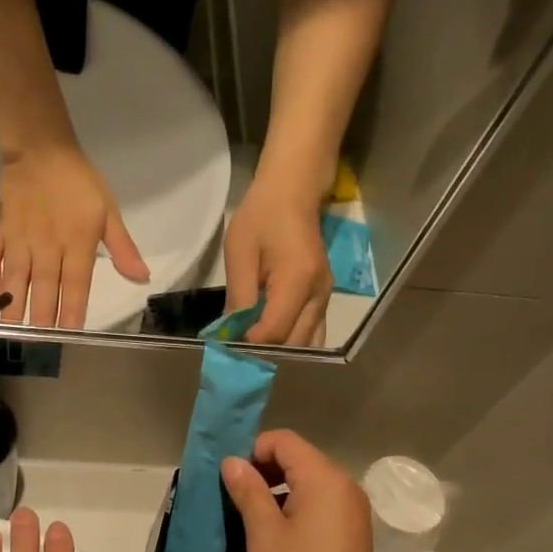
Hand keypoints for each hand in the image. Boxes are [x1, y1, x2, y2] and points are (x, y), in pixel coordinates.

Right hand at [0, 144, 148, 328]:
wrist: (40, 148)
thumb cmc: (79, 181)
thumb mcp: (109, 211)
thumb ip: (123, 249)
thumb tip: (142, 278)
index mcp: (77, 243)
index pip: (76, 285)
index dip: (72, 311)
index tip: (70, 334)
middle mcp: (48, 246)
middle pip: (44, 287)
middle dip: (41, 317)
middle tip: (38, 343)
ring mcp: (21, 239)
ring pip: (17, 278)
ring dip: (13, 305)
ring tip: (11, 331)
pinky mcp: (1, 230)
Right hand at [221, 430, 395, 551]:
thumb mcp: (264, 534)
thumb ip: (248, 491)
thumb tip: (233, 462)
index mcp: (324, 478)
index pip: (284, 441)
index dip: (253, 450)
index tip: (229, 477)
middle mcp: (344, 485)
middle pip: (299, 457)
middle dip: (263, 468)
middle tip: (234, 495)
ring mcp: (352, 509)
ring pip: (309, 481)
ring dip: (278, 488)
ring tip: (250, 515)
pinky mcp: (353, 531)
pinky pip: (320, 502)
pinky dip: (295, 505)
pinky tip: (276, 533)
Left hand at [224, 181, 332, 345]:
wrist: (293, 192)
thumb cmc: (262, 217)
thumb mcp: (240, 253)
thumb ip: (238, 297)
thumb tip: (230, 335)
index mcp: (298, 280)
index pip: (276, 331)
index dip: (250, 346)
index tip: (226, 350)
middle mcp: (319, 295)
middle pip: (296, 345)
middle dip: (266, 356)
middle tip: (237, 359)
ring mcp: (326, 298)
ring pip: (308, 344)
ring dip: (281, 354)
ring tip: (253, 355)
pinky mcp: (323, 299)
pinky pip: (311, 333)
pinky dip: (292, 344)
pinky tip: (269, 344)